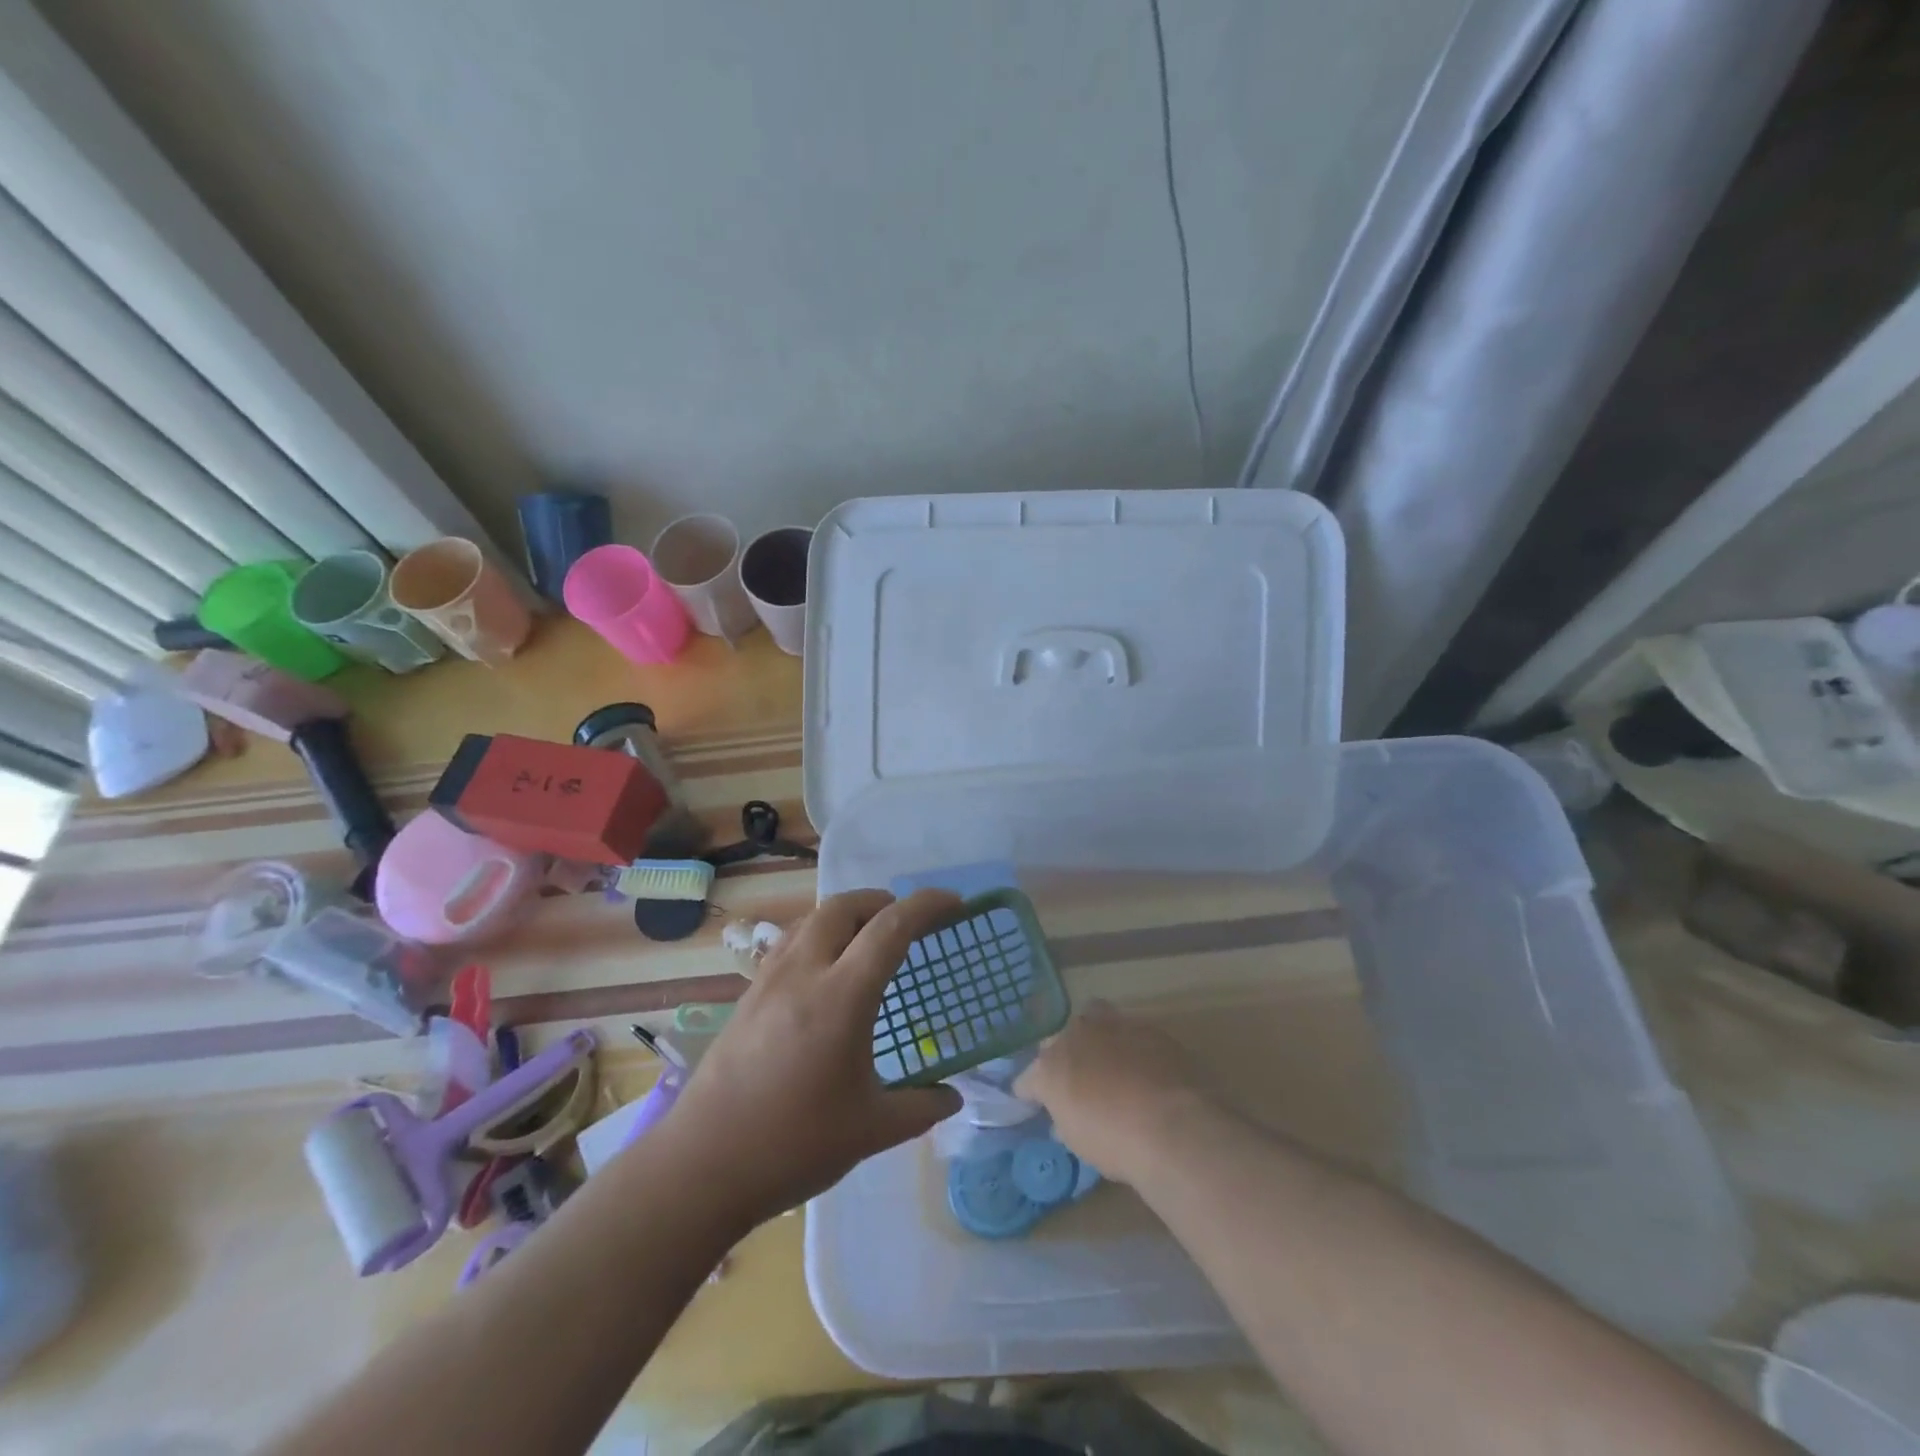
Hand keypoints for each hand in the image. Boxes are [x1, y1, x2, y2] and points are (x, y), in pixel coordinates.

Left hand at [659, 889, 963, 1228]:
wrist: (702, 1166)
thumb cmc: (794, 1145)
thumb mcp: (871, 1130)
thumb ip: (920, 1107)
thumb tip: (953, 1097)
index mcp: (841, 997)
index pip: (891, 928)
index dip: (927, 906)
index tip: (954, 903)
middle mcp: (803, 972)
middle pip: (844, 906)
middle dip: (882, 902)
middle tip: (907, 924)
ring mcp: (769, 980)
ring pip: (812, 919)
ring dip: (847, 915)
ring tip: (867, 942)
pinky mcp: (748, 996)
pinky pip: (790, 942)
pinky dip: (819, 936)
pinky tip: (825, 974)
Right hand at [1014, 1001, 1208, 1184]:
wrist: (1175, 1126)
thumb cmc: (1116, 1143)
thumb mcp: (1080, 1142)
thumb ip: (1066, 1120)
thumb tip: (1064, 1117)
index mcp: (1050, 1067)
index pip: (1028, 1078)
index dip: (1031, 1093)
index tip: (1036, 1105)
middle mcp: (1075, 1035)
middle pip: (1061, 1039)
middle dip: (1066, 1055)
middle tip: (1078, 1081)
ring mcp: (1113, 1025)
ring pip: (1096, 1020)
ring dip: (1099, 1040)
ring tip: (1112, 1065)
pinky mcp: (1149, 1027)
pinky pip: (1132, 1032)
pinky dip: (1133, 1047)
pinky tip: (1145, 1069)